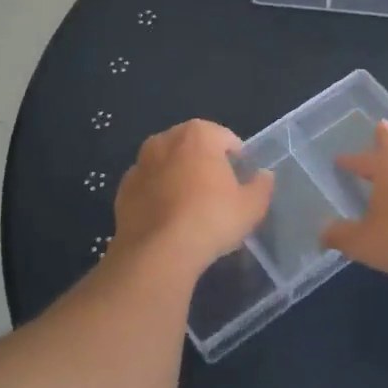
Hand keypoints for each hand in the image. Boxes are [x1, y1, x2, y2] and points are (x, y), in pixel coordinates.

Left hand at [112, 120, 274, 276]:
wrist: (158, 252)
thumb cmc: (211, 219)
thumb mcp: (252, 206)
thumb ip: (262, 186)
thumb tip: (264, 176)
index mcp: (198, 134)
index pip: (225, 138)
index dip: (237, 159)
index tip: (242, 181)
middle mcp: (165, 140)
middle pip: (193, 148)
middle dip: (205, 164)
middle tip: (218, 193)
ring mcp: (140, 164)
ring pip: (168, 165)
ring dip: (179, 178)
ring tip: (191, 207)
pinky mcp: (123, 189)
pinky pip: (149, 187)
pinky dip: (158, 196)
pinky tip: (169, 220)